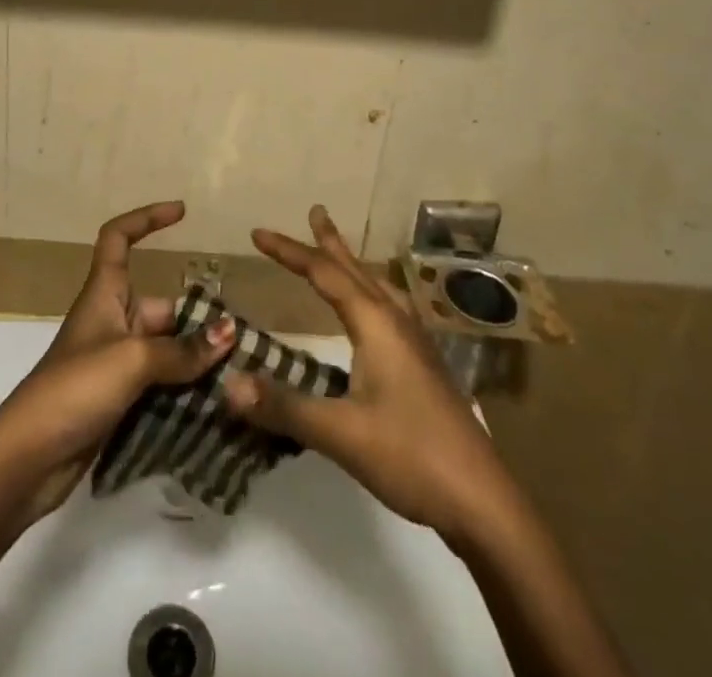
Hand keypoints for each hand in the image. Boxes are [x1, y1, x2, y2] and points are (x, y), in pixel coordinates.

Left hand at [0, 202, 233, 519]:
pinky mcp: (117, 401)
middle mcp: (111, 321)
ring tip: (241, 373)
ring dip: (197, 361)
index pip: (119, 238)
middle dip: (198, 320)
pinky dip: (184, 391)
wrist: (28, 459)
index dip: (147, 219)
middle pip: (161, 306)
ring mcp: (114, 364)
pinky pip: (160, 384)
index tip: (182, 212)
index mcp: (104, 294)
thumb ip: (182, 349)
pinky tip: (218, 406)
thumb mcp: (132, 360)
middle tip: (242, 341)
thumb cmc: (75, 389)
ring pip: (165, 350)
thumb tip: (229, 332)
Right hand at [222, 204, 515, 545]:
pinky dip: (369, 292)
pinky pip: (389, 308)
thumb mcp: (341, 433)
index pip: (323, 274)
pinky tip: (373, 312)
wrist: (483, 500)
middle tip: (315, 210)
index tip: (257, 233)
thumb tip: (228, 382)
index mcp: (375, 324)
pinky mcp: (424, 365)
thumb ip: (284, 407)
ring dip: (352, 264)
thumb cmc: (411, 456)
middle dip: (329, 242)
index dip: (288, 251)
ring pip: (376, 287)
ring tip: (338, 251)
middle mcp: (396, 322)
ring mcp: (415, 343)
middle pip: (355, 270)